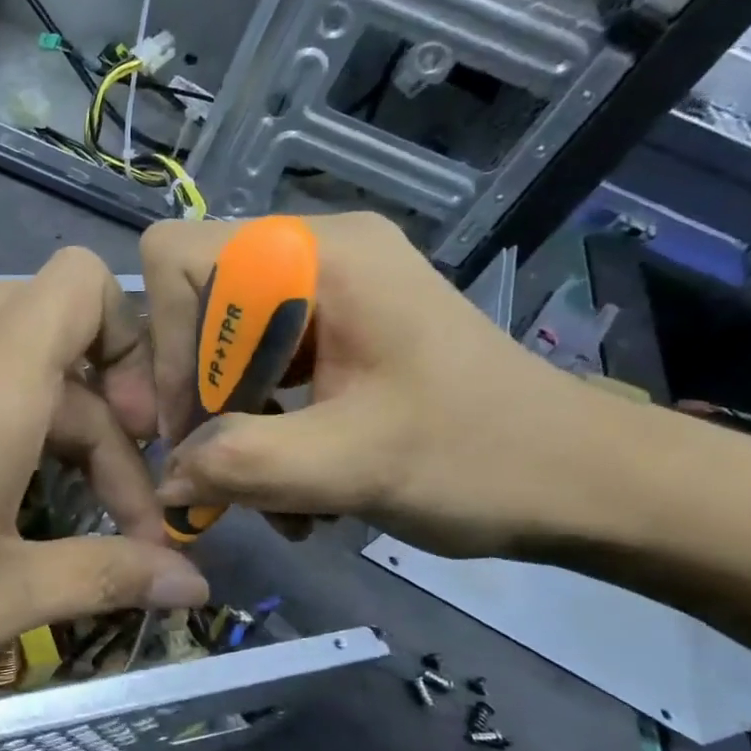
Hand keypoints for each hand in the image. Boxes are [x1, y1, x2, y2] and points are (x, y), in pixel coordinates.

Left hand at [0, 248, 207, 721]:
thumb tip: (196, 587)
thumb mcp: (3, 598)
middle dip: (103, 416)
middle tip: (114, 511)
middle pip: (55, 334)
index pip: (84, 283)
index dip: (131, 345)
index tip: (143, 445)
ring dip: (40, 399)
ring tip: (47, 476)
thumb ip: (109, 576)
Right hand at [143, 213, 600, 558]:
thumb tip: (164, 478)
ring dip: (231, 427)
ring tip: (264, 496)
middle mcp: (315, 255)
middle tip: (215, 477)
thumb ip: (239, 464)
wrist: (586, 482)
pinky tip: (290, 487)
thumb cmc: (483, 459)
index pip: (177, 258)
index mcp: (320, 254)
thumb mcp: (351, 466)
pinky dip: (261, 430)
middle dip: (200, 399)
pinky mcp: (338, 330)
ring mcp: (328, 292)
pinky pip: (262, 369)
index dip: (163, 341)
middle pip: (196, 308)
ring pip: (224, 348)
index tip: (185, 425)